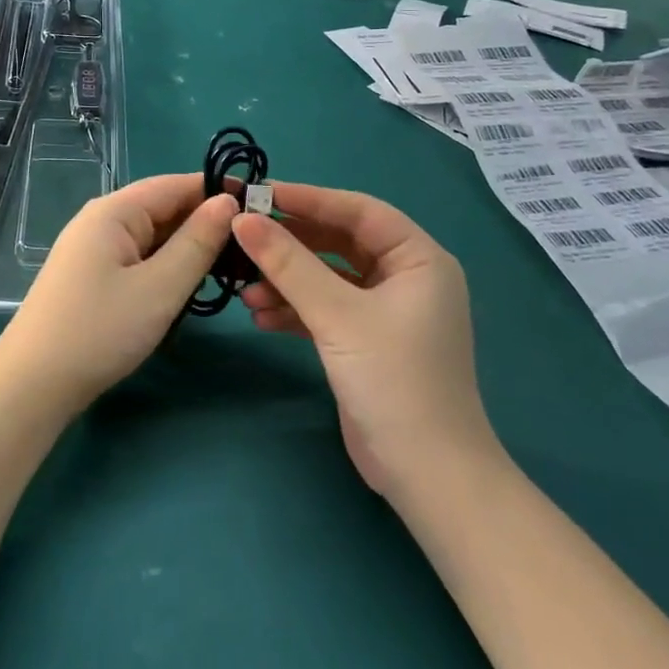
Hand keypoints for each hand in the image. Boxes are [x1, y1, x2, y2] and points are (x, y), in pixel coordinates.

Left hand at [0, 175, 238, 413]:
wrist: (33, 384)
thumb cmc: (100, 330)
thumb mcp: (160, 287)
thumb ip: (197, 242)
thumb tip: (227, 202)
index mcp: (115, 211)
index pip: (175, 184)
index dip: (217, 190)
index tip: (261, 204)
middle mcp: (102, 220)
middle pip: (163, 207)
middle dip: (206, 220)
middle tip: (255, 243)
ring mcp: (94, 248)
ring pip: (153, 235)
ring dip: (189, 246)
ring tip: (233, 264)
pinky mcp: (92, 275)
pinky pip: (139, 256)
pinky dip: (168, 264)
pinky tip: (192, 282)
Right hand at [231, 184, 495, 498]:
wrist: (426, 475)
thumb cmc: (394, 380)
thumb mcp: (337, 315)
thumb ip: (288, 264)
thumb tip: (242, 220)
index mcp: (418, 260)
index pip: (358, 211)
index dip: (309, 199)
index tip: (260, 194)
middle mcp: (405, 278)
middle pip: (338, 243)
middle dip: (291, 244)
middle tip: (244, 236)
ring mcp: (385, 312)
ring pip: (327, 278)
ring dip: (287, 281)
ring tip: (245, 290)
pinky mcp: (365, 342)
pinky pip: (324, 310)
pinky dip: (294, 310)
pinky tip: (261, 317)